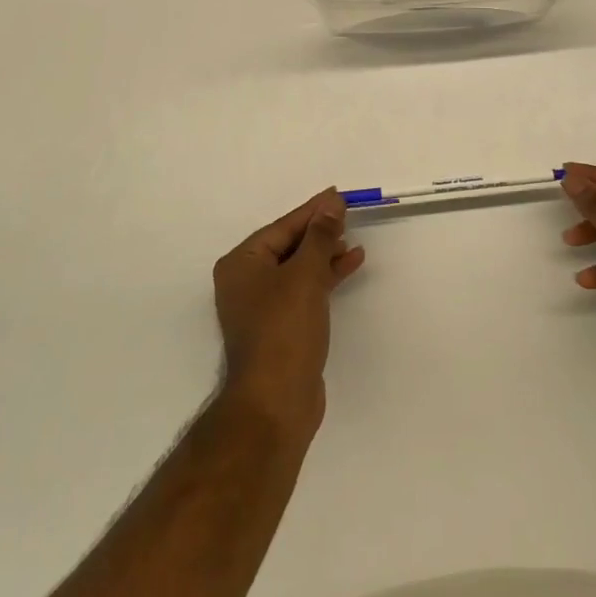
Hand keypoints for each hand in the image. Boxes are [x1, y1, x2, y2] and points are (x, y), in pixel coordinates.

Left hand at [213, 189, 365, 439]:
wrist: (276, 401)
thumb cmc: (284, 329)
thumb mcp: (304, 275)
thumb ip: (320, 236)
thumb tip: (332, 203)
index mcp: (242, 263)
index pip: (282, 227)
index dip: (312, 211)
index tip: (338, 195)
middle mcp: (246, 281)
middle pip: (288, 246)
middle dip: (319, 232)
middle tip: (349, 214)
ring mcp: (263, 306)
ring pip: (298, 269)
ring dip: (325, 254)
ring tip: (354, 241)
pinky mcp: (281, 327)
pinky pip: (304, 290)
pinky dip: (325, 277)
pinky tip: (349, 265)